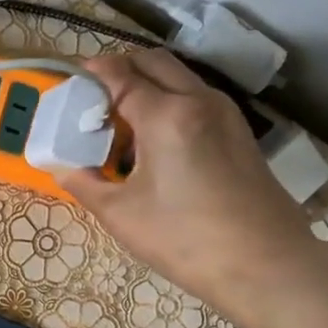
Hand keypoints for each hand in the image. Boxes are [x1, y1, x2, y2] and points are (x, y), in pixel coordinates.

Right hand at [54, 50, 316, 327]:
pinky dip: (170, 101)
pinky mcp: (239, 132)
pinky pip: (196, 98)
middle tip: (94, 98)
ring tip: (122, 121)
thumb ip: (84, 184)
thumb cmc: (185, 240)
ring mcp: (225, 113)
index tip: (71, 82)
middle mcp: (199, 100)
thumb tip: (62, 168)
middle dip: (120, 69)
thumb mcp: (121, 215)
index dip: (92, 73)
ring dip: (147, 84)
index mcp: (166, 115)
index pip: (121, 75)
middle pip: (153, 62)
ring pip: (179, 77)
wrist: (266, 265)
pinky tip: (155, 141)